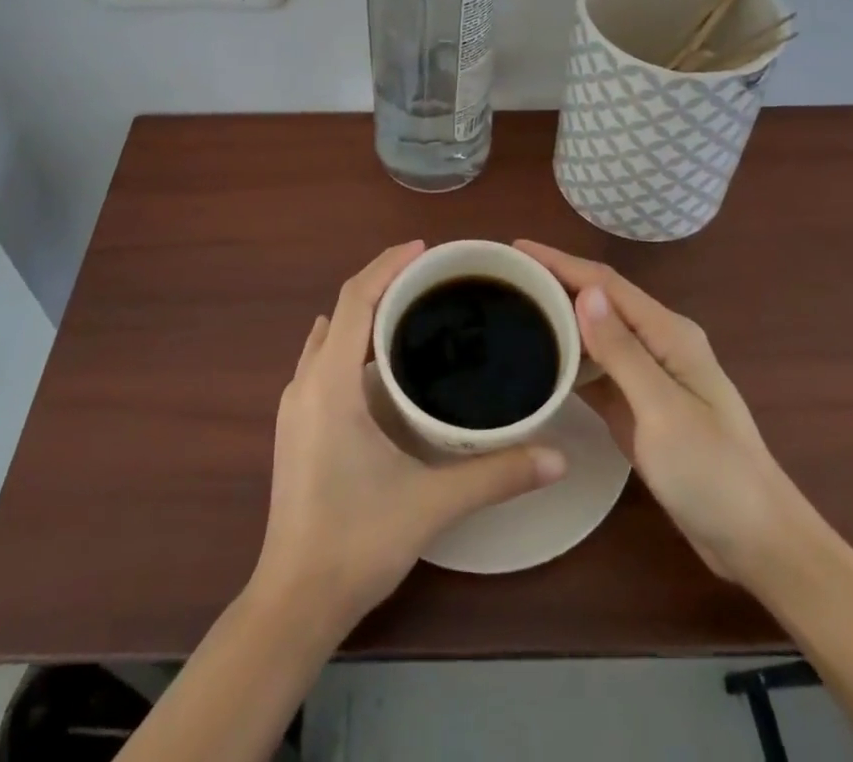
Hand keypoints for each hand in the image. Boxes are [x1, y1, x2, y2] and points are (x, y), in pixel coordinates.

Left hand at [252, 241, 567, 634]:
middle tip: (431, 276)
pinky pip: (322, 359)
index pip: (356, 300)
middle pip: (342, 309)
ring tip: (411, 308)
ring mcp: (295, 404)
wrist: (294, 602)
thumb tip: (558, 456)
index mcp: (331, 383)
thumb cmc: (357, 542)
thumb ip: (497, 475)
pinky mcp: (295, 425)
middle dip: (383, 282)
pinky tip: (379, 361)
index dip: (388, 265)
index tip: (425, 250)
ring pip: (329, 334)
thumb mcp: (432, 504)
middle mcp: (306, 382)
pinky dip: (350, 340)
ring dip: (364, 311)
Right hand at [516, 240, 801, 590]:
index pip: (605, 284)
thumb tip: (586, 292)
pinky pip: (597, 371)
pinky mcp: (640, 407)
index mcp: (668, 334)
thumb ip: (623, 352)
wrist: (757, 543)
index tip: (516, 248)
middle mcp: (658, 345)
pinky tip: (540, 361)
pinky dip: (569, 360)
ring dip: (559, 319)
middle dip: (555, 283)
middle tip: (504, 279)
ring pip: (595, 335)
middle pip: (599, 302)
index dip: (560, 261)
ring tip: (513, 310)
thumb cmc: (714, 474)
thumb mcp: (663, 411)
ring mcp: (649, 377)